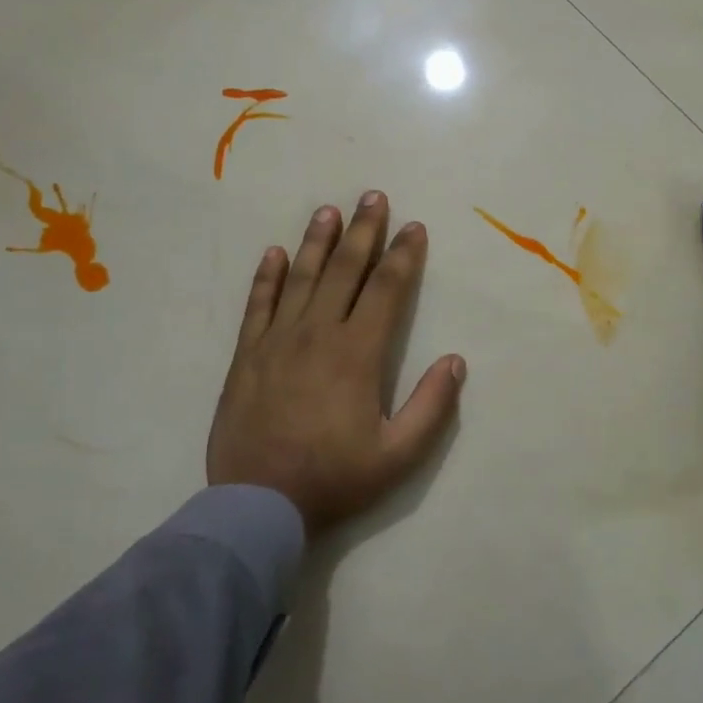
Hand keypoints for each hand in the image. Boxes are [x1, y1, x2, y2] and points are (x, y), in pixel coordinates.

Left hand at [207, 192, 465, 533]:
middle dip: (363, 231)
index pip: (386, 291)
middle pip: (344, 270)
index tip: (415, 228)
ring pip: (301, 278)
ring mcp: (277, 341)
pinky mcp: (246, 355)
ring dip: (317, 241)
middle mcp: (317, 334)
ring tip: (329, 210)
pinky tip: (275, 253)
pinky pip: (258, 305)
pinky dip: (267, 276)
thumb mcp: (398, 455)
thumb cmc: (334, 479)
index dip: (404, 256)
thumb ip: (431, 406)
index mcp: (357, 354)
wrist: (257, 505)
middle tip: (374, 197)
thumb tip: (456, 360)